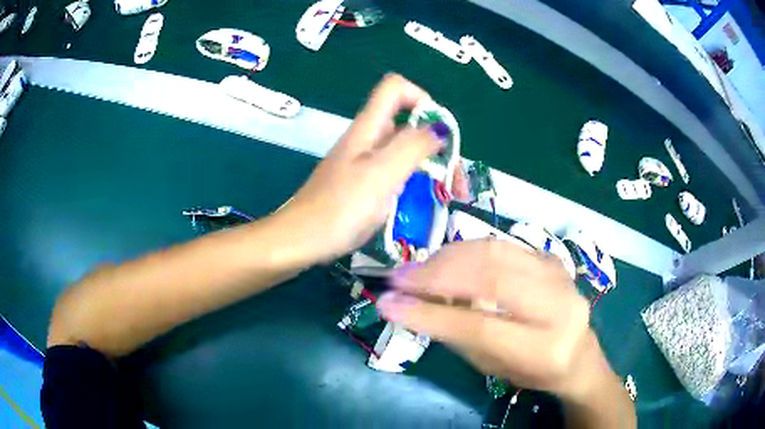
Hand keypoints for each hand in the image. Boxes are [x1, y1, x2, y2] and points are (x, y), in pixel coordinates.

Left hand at [281, 74, 455, 261]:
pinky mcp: (361, 184)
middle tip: (452, 180)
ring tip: (445, 195)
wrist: (301, 240)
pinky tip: (420, 204)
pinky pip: (394, 173)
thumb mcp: (381, 174)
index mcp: (368, 127)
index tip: (439, 132)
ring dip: (428, 167)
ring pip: (403, 150)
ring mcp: (363, 163)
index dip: (422, 99)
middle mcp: (367, 139)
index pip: (396, 88)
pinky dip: (413, 182)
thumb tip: (438, 128)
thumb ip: (412, 146)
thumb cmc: (340, 208)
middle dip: (435, 143)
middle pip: (407, 122)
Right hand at [376, 240, 614, 399]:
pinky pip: (502, 245)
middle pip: (492, 277)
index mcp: (545, 347)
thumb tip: (413, 304)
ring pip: (496, 252)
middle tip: (399, 278)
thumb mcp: (493, 367)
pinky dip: (466, 250)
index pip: (481, 326)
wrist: (577, 352)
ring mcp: (558, 274)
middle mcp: (558, 305)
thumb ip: (458, 336)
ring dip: (448, 257)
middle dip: (438, 275)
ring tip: (417, 269)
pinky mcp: (551, 258)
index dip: (431, 314)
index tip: (389, 304)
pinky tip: (445, 260)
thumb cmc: (533, 370)